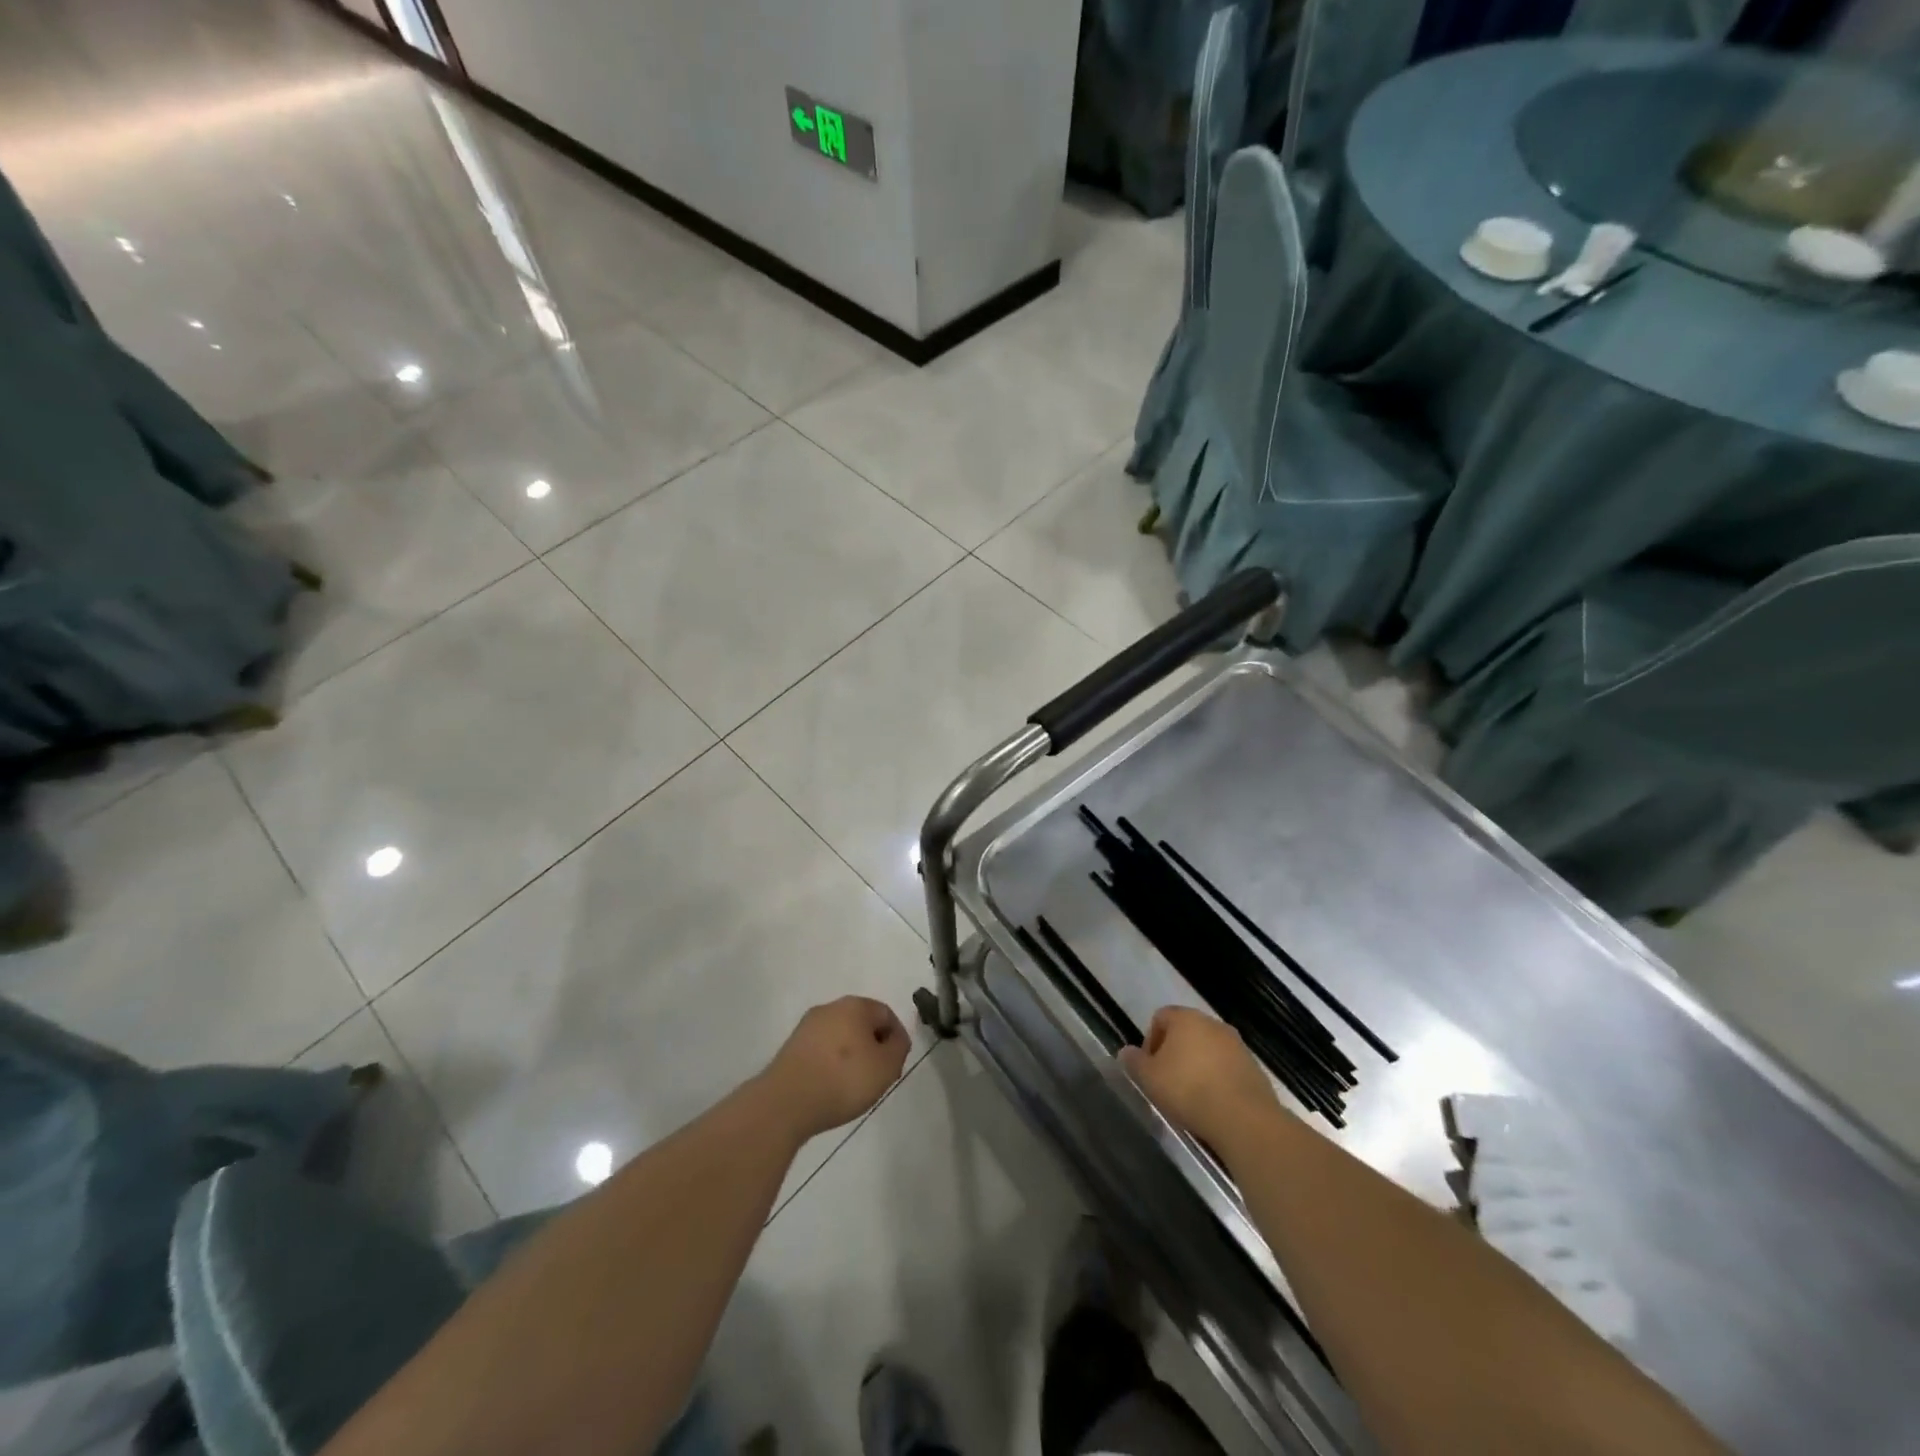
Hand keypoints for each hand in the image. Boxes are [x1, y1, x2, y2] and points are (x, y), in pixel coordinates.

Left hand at [761, 996, 910, 1140]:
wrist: (786, 1102)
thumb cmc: (844, 1079)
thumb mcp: (887, 1067)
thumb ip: (898, 1048)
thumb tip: (894, 1039)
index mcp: (855, 1005)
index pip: (886, 1014)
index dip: (896, 1039)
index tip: (895, 1065)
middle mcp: (830, 1007)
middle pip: (861, 1023)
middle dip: (872, 1046)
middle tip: (877, 1075)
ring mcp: (807, 1026)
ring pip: (840, 1036)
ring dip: (850, 1055)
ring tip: (853, 1085)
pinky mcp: (791, 1047)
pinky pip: (821, 1051)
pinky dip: (830, 1064)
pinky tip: (830, 1087)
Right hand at [1120, 1006, 1280, 1151]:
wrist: (1243, 1119)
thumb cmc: (1188, 1090)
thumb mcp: (1149, 1078)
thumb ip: (1134, 1062)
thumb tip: (1126, 1052)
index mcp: (1186, 1018)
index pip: (1160, 1017)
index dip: (1150, 1040)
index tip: (1149, 1067)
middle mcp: (1213, 1024)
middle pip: (1186, 1032)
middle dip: (1174, 1053)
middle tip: (1167, 1081)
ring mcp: (1237, 1045)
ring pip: (1208, 1050)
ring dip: (1198, 1066)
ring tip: (1191, 1096)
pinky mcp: (1254, 1068)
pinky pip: (1228, 1068)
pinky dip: (1218, 1079)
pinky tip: (1214, 1104)